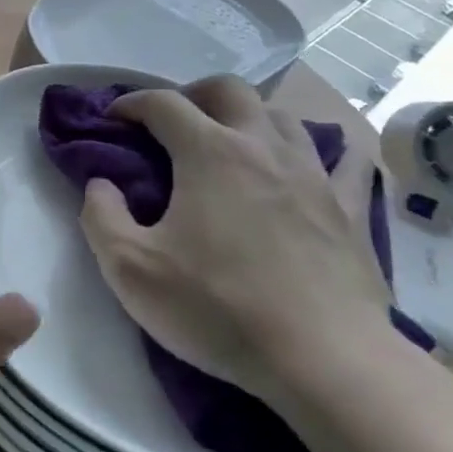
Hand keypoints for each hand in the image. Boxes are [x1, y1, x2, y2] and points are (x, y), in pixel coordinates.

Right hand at [77, 75, 388, 404]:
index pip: (162, 103)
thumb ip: (100, 216)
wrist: (323, 361)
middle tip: (172, 124)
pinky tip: (315, 164)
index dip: (131, 103)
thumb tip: (100, 184)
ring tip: (231, 144)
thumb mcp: (130, 269)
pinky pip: (345, 160)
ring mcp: (315, 174)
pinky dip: (324, 151)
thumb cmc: (218, 309)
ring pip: (282, 116)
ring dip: (249, 117)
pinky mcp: (352, 209)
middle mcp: (263, 147)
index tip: (113, 119)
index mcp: (209, 153)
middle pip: (228, 90)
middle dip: (193, 94)